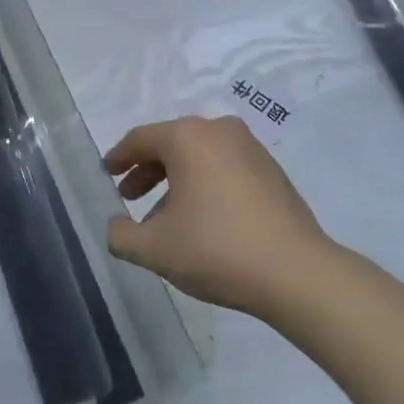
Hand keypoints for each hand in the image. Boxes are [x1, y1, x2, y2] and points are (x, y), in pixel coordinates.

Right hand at [104, 116, 338, 316]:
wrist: (296, 272)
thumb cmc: (217, 250)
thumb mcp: (154, 249)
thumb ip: (121, 234)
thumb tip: (115, 225)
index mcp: (188, 137)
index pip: (141, 138)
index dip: (119, 156)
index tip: (106, 172)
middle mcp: (219, 131)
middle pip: (171, 143)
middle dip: (147, 170)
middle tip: (130, 196)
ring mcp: (250, 148)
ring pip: (199, 156)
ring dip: (175, 180)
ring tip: (163, 216)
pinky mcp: (271, 169)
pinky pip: (224, 166)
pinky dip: (204, 183)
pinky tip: (200, 218)